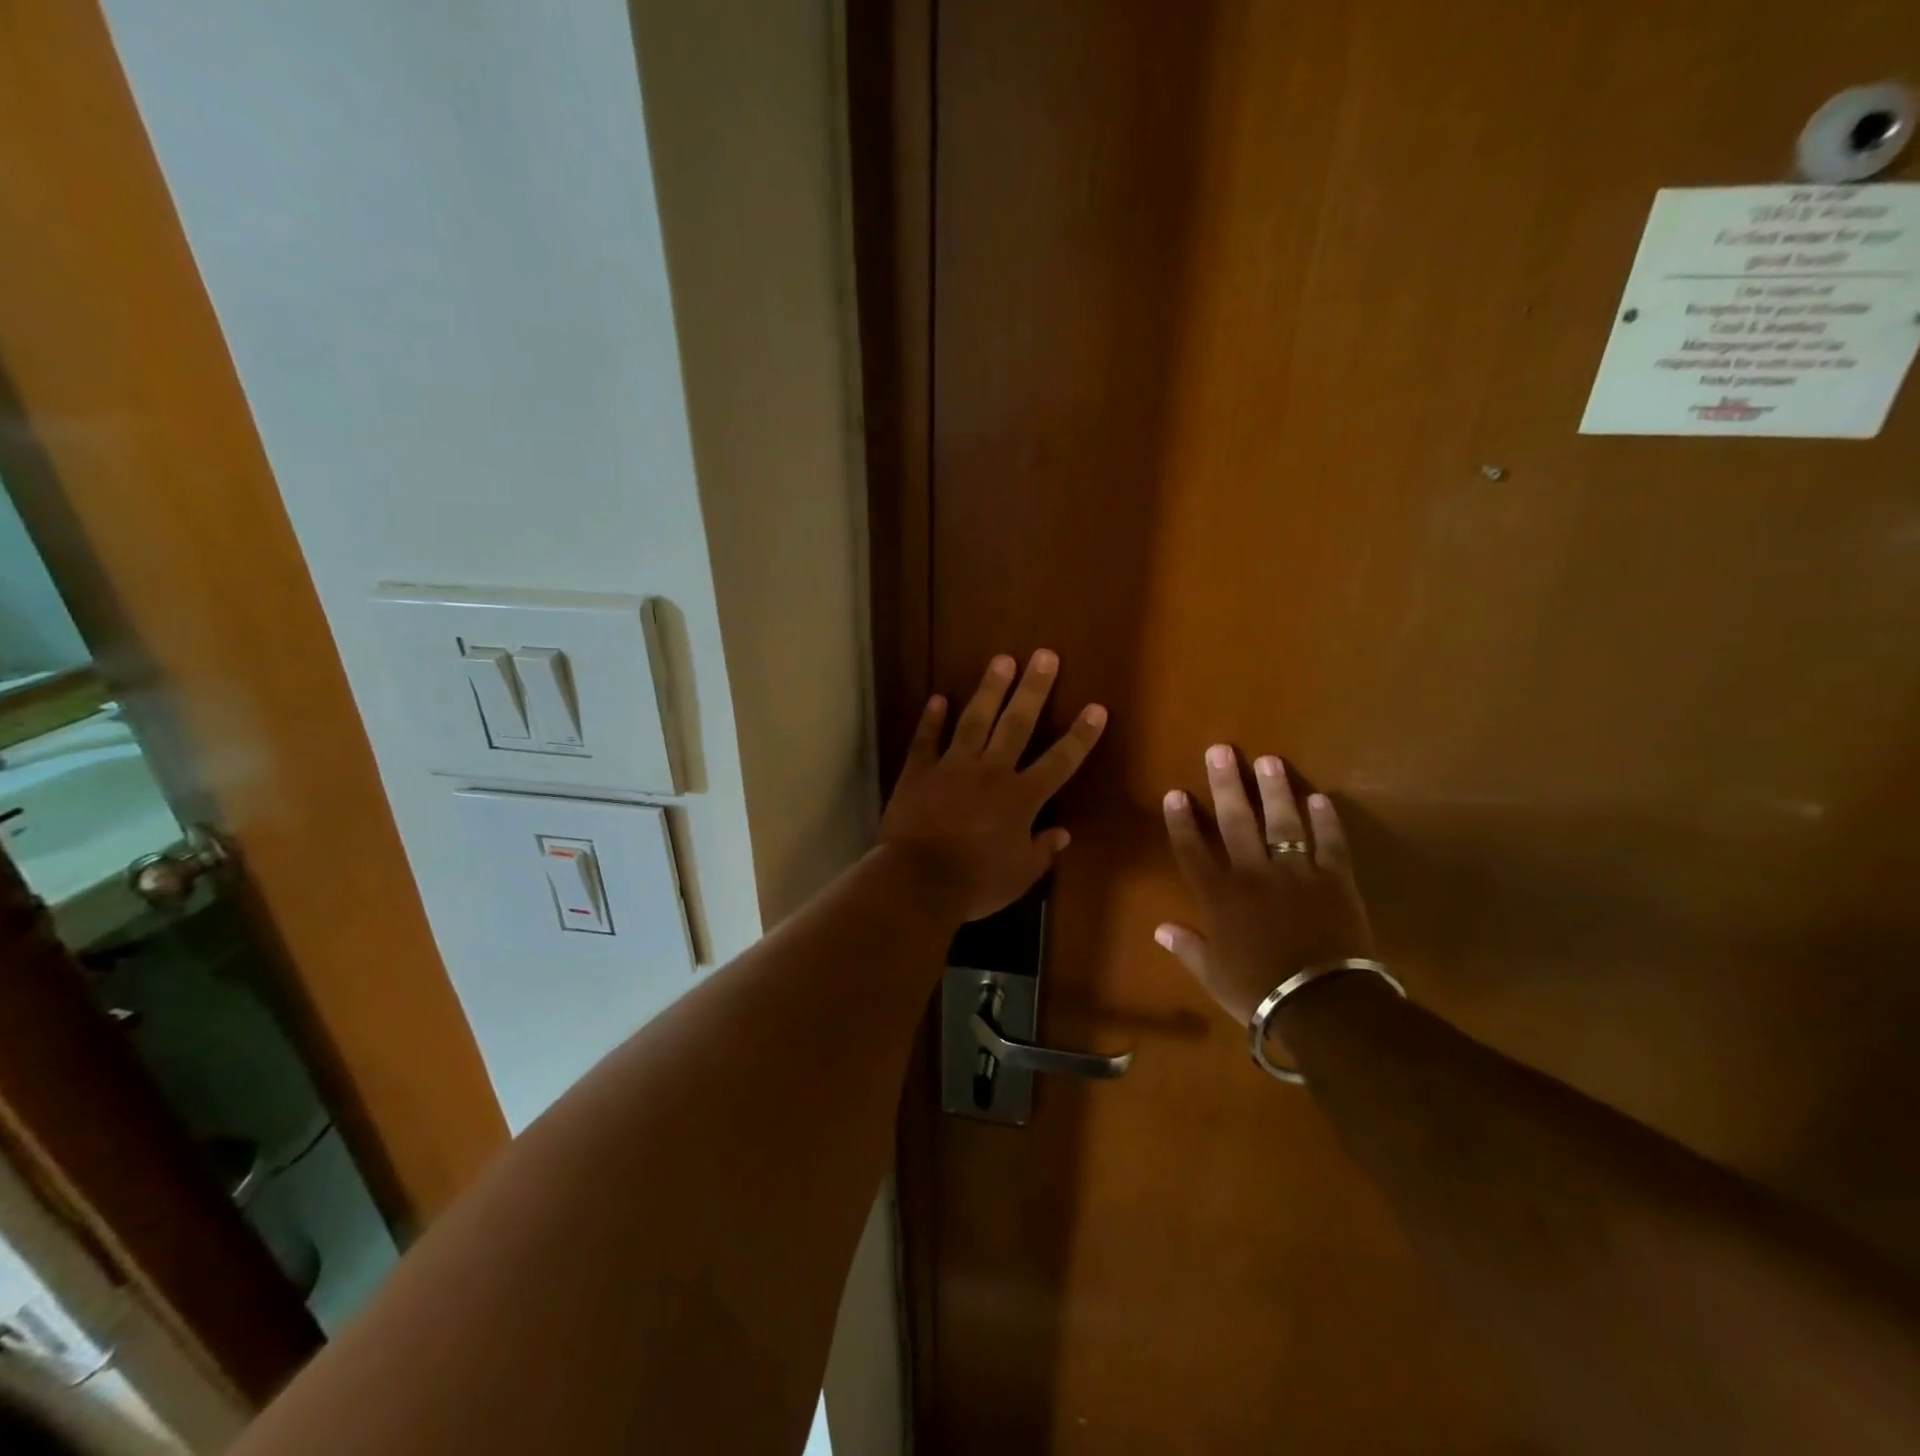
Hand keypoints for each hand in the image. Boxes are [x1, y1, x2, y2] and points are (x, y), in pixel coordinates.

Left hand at [879, 651, 1107, 923]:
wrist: (918, 880)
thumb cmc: (976, 882)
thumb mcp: (1020, 875)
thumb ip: (1042, 850)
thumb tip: (1062, 833)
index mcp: (1021, 798)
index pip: (1060, 761)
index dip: (1080, 735)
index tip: (1096, 707)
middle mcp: (991, 772)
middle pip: (1017, 724)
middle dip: (1034, 689)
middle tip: (1044, 655)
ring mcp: (953, 767)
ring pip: (975, 720)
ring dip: (989, 690)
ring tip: (1001, 660)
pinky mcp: (919, 772)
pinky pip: (925, 740)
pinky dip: (931, 720)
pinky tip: (937, 698)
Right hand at [1155, 746, 1375, 1025]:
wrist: (1322, 1005)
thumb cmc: (1260, 992)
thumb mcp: (1214, 975)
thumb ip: (1188, 947)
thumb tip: (1160, 929)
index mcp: (1220, 897)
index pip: (1193, 850)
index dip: (1182, 820)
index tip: (1176, 793)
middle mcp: (1253, 874)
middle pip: (1235, 822)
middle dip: (1226, 784)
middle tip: (1220, 750)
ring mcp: (1296, 873)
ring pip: (1282, 822)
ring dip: (1274, 790)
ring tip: (1268, 760)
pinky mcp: (1334, 880)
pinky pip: (1330, 844)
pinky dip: (1326, 821)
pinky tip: (1320, 799)